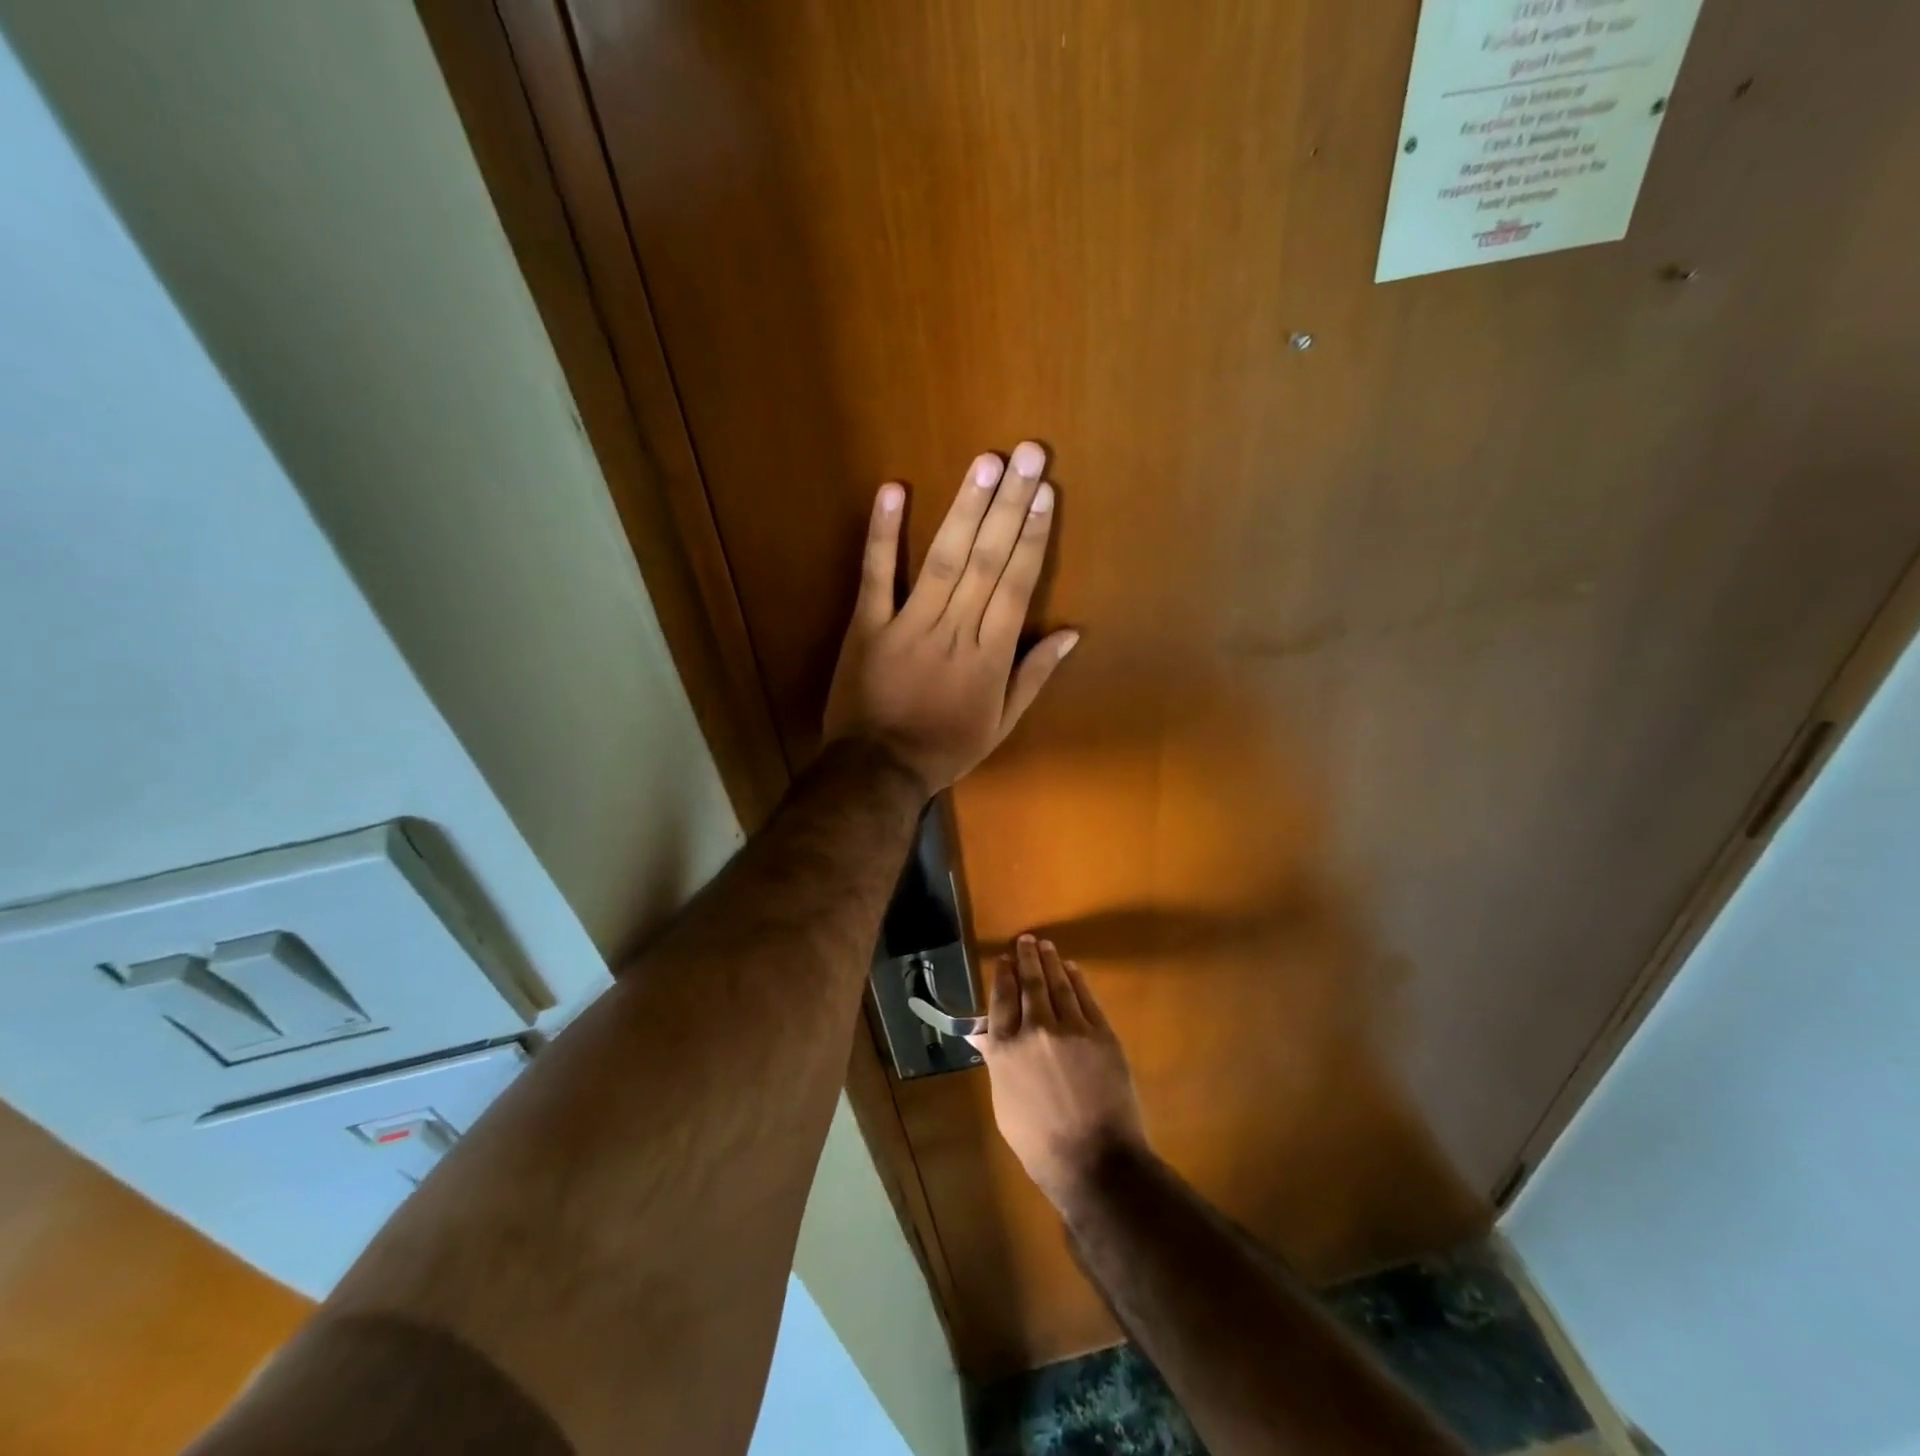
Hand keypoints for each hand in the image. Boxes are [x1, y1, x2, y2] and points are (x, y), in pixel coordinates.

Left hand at [823, 442, 1078, 795]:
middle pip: (987, 561)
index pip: (1017, 586)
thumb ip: (1033, 676)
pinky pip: (876, 576)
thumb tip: (1072, 634)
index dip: (1033, 537)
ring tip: (985, 463)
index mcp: (989, 656)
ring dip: (965, 509)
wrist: (877, 769)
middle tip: (1028, 455)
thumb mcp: (1001, 724)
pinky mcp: (866, 625)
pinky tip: (894, 490)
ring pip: (943, 560)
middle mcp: (955, 631)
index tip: (1046, 493)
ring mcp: (908, 624)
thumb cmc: (945, 748)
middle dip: (1009, 505)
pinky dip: (883, 534)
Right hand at [969, 936, 1147, 1210]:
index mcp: (1005, 1049)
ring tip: (1045, 945)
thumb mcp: (1004, 1104)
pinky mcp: (1100, 1033)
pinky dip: (1077, 979)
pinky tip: (1072, 969)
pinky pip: (1085, 997)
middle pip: (1029, 983)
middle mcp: (1034, 1029)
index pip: (1002, 999)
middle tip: (1025, 940)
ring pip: (1058, 983)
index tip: (1004, 959)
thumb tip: (982, 1034)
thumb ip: (996, 1062)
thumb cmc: (1040, 1142)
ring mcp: (1070, 1028)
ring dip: (1050, 960)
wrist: (1094, 1160)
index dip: (1003, 975)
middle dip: (1026, 958)